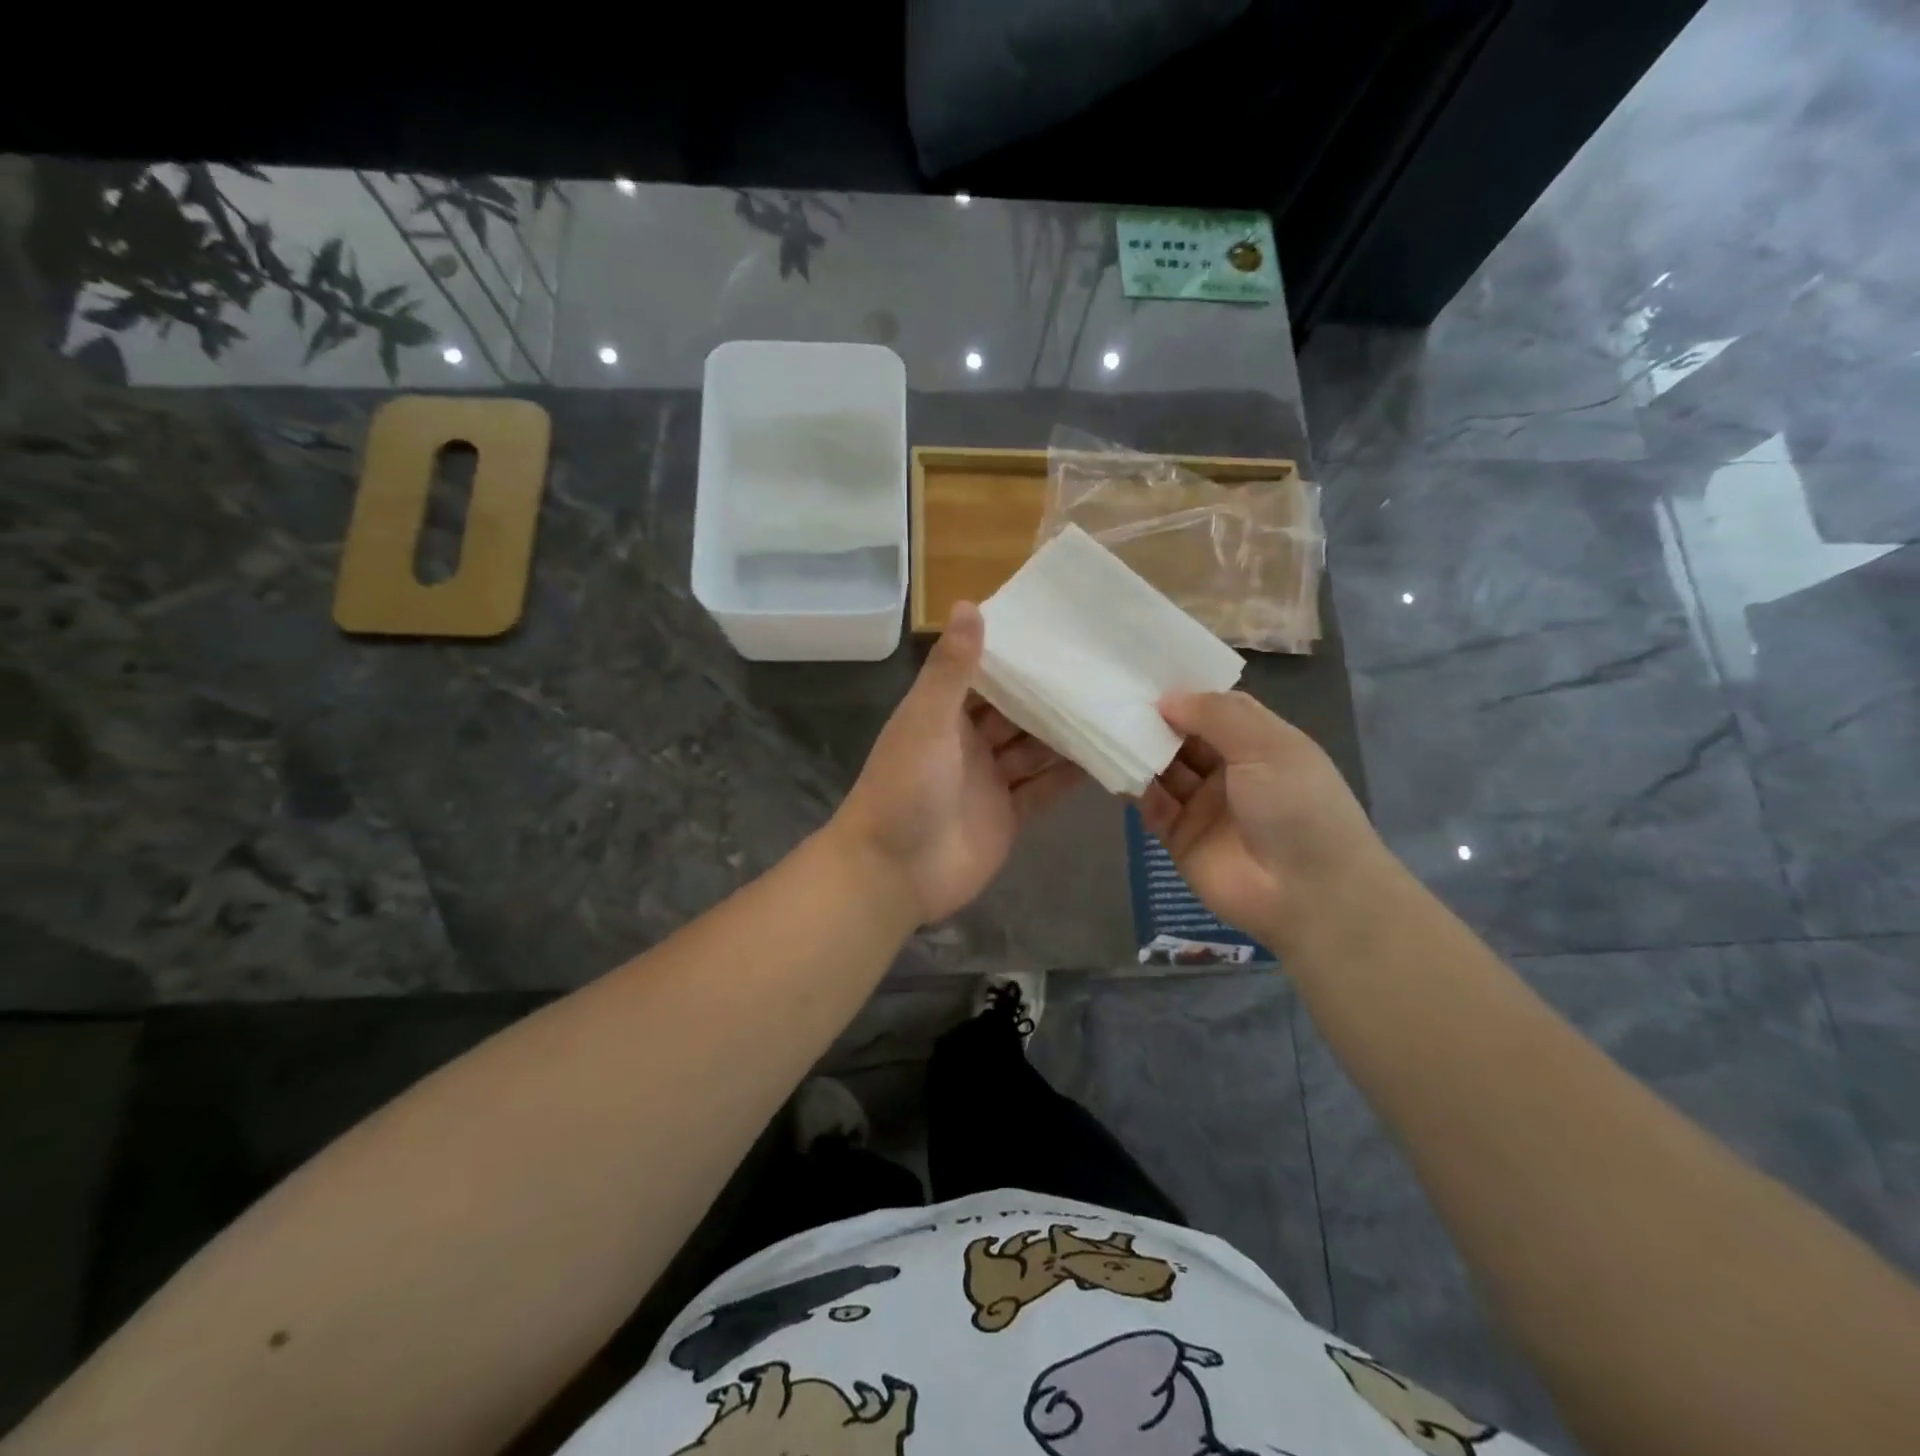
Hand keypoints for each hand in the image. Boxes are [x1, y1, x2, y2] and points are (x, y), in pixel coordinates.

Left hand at [832, 603, 1085, 924]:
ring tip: (1114, 705)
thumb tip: (968, 602)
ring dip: (1067, 733)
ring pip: (1035, 750)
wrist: (892, 872)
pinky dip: (1069, 776)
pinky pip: (1044, 790)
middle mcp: (970, 743)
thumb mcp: (927, 720)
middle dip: (1052, 695)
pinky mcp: (1009, 816)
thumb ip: (952, 668)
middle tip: (1103, 668)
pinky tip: (1106, 755)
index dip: (1018, 656)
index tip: (1061, 631)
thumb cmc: (903, 787)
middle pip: (1018, 713)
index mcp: (946, 715)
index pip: (987, 676)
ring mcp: (991, 781)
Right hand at [1137, 691, 1387, 948]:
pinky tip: (1116, 771)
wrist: (1308, 893)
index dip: (1183, 694)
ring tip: (1106, 730)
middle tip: (1113, 699)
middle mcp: (1229, 770)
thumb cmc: (1297, 806)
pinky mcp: (1179, 837)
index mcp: (1258, 743)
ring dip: (1141, 752)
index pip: (1213, 709)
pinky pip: (1152, 806)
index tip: (1142, 674)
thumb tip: (1166, 698)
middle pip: (1182, 738)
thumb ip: (1215, 715)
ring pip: (1163, 770)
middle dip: (1154, 721)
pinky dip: (1135, 789)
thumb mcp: (1266, 746)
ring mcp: (1202, 805)